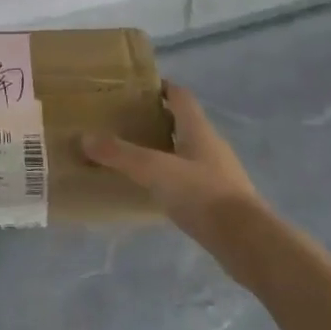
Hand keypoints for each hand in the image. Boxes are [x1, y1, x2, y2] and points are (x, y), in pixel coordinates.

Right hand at [82, 81, 259, 243]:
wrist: (247, 242)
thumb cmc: (202, 194)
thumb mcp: (154, 170)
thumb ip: (120, 154)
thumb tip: (83, 137)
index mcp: (198, 128)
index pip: (180, 95)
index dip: (160, 87)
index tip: (134, 89)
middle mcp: (211, 145)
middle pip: (182, 122)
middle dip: (155, 119)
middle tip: (124, 122)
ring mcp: (218, 173)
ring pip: (186, 151)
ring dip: (163, 149)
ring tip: (133, 155)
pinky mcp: (219, 199)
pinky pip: (190, 178)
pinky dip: (171, 177)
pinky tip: (153, 189)